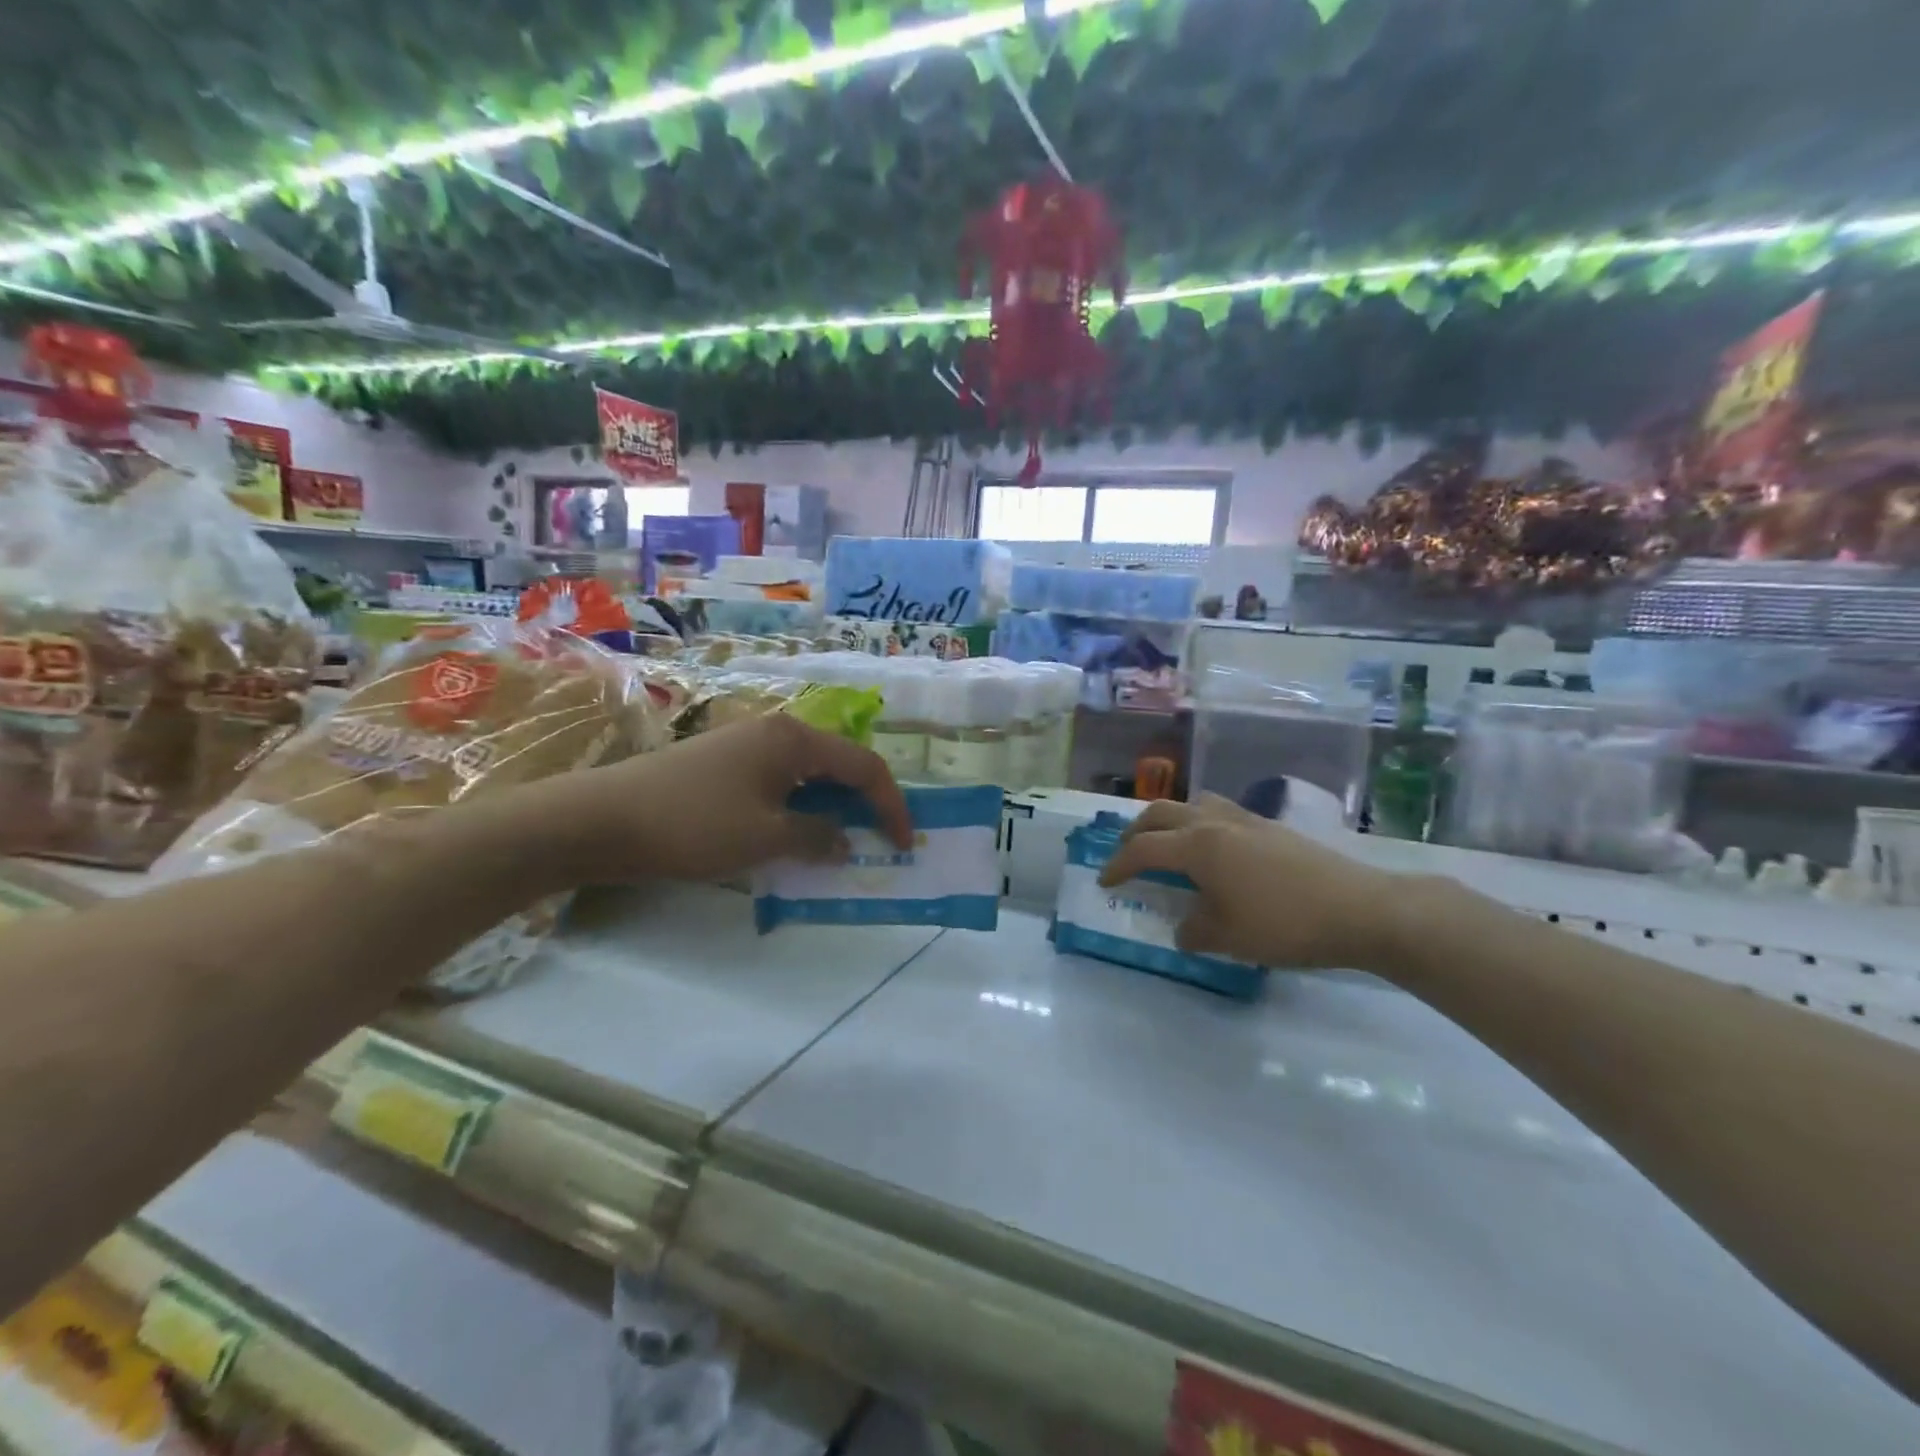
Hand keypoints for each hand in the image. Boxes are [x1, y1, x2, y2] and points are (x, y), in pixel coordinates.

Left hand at [549, 714, 912, 884]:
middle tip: (878, 843)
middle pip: (838, 766)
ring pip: (808, 777)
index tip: (905, 843)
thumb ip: (816, 837)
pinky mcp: (723, 766)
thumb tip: (845, 841)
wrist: (601, 819)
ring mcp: (746, 746)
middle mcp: (776, 732)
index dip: (891, 805)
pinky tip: (793, 837)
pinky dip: (798, 810)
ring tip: (840, 845)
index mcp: (795, 739)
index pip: (864, 766)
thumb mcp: (765, 837)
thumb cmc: (694, 824)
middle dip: (863, 805)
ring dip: (830, 810)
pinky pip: (779, 785)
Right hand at [1098, 795, 1404, 970]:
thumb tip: (1184, 927)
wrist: (1360, 909)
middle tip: (1126, 854)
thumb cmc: (1285, 924)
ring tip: (1167, 844)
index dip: (1118, 865)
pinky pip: (1219, 813)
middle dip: (1136, 832)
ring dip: (1169, 821)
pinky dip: (1199, 824)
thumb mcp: (1228, 938)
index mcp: (1198, 846)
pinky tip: (1213, 849)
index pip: (1143, 849)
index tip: (1105, 882)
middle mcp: (1215, 822)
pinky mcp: (1271, 827)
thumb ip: (1194, 930)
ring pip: (1192, 805)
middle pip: (1161, 814)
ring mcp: (1246, 820)